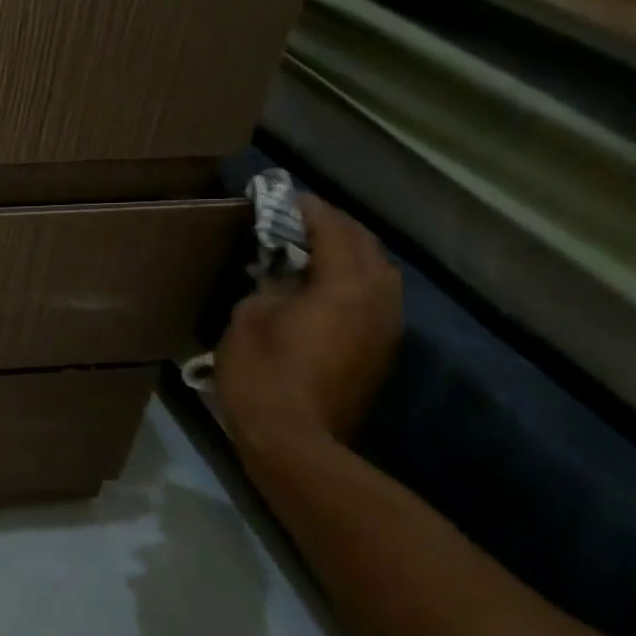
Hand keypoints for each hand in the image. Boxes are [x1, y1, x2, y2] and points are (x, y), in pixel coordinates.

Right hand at [216, 194, 401, 451]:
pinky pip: (375, 299)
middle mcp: (378, 301)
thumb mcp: (250, 317)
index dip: (308, 209)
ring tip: (314, 247)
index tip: (284, 195)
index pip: (332, 231)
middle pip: (365, 247)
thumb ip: (270, 286)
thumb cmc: (262, 373)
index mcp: (344, 287)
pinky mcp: (380, 351)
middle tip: (299, 216)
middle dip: (335, 226)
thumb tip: (282, 278)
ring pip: (378, 273)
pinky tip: (324, 286)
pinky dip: (353, 280)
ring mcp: (385, 329)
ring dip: (350, 253)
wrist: (295, 439)